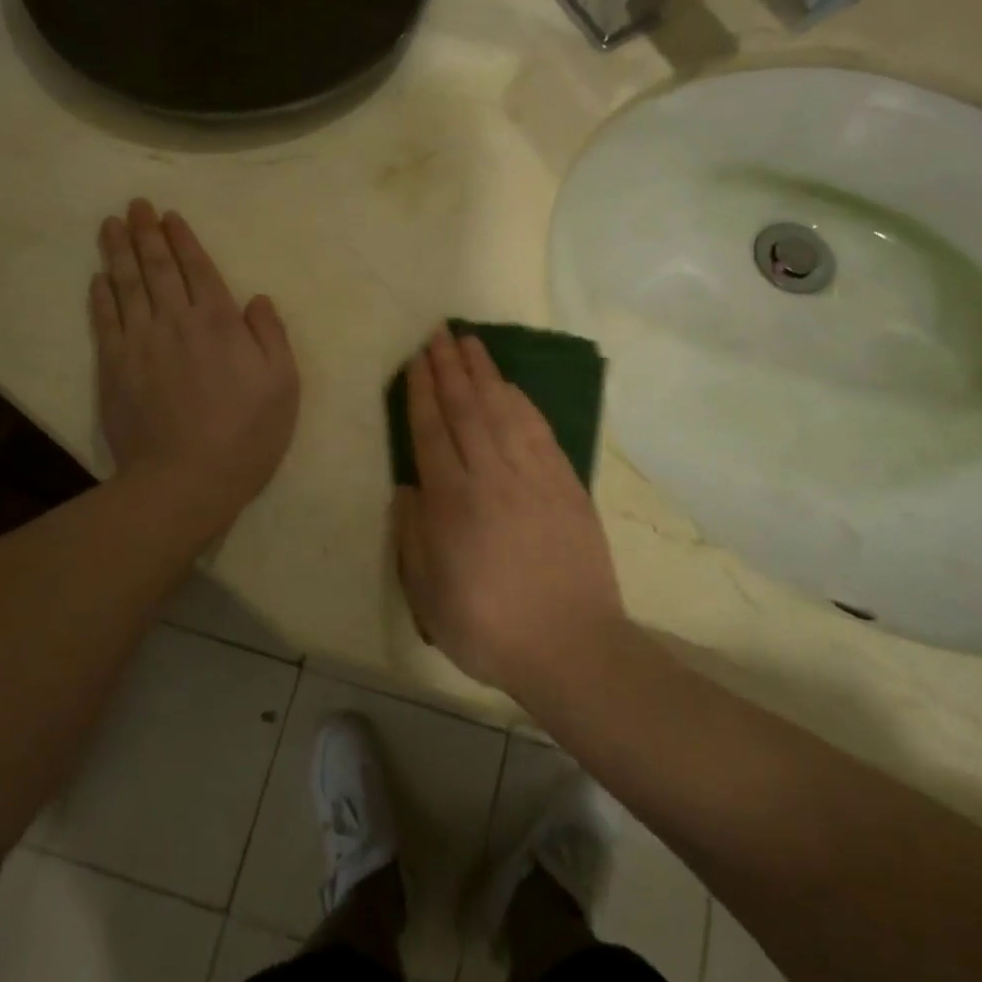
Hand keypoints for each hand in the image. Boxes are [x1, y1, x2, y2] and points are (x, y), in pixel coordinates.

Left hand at [90, 199, 298, 534]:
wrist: (185, 480)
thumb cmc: (246, 435)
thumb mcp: (282, 386)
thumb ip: (271, 336)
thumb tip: (256, 298)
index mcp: (219, 323)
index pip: (198, 269)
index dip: (183, 240)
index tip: (170, 216)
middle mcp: (176, 322)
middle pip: (158, 268)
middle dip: (147, 233)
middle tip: (136, 204)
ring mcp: (140, 343)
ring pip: (126, 285)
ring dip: (118, 252)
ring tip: (111, 224)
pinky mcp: (114, 368)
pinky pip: (105, 321)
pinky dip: (100, 296)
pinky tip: (97, 278)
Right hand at [395, 326, 625, 695]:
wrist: (572, 647)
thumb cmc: (489, 627)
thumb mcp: (428, 595)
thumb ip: (413, 535)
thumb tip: (408, 486)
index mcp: (453, 503)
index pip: (432, 431)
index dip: (421, 391)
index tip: (415, 359)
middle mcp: (491, 477)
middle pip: (466, 408)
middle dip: (449, 367)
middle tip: (438, 333)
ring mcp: (533, 476)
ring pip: (503, 409)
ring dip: (484, 372)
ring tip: (470, 343)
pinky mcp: (565, 483)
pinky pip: (539, 429)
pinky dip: (522, 401)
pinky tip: (511, 385)